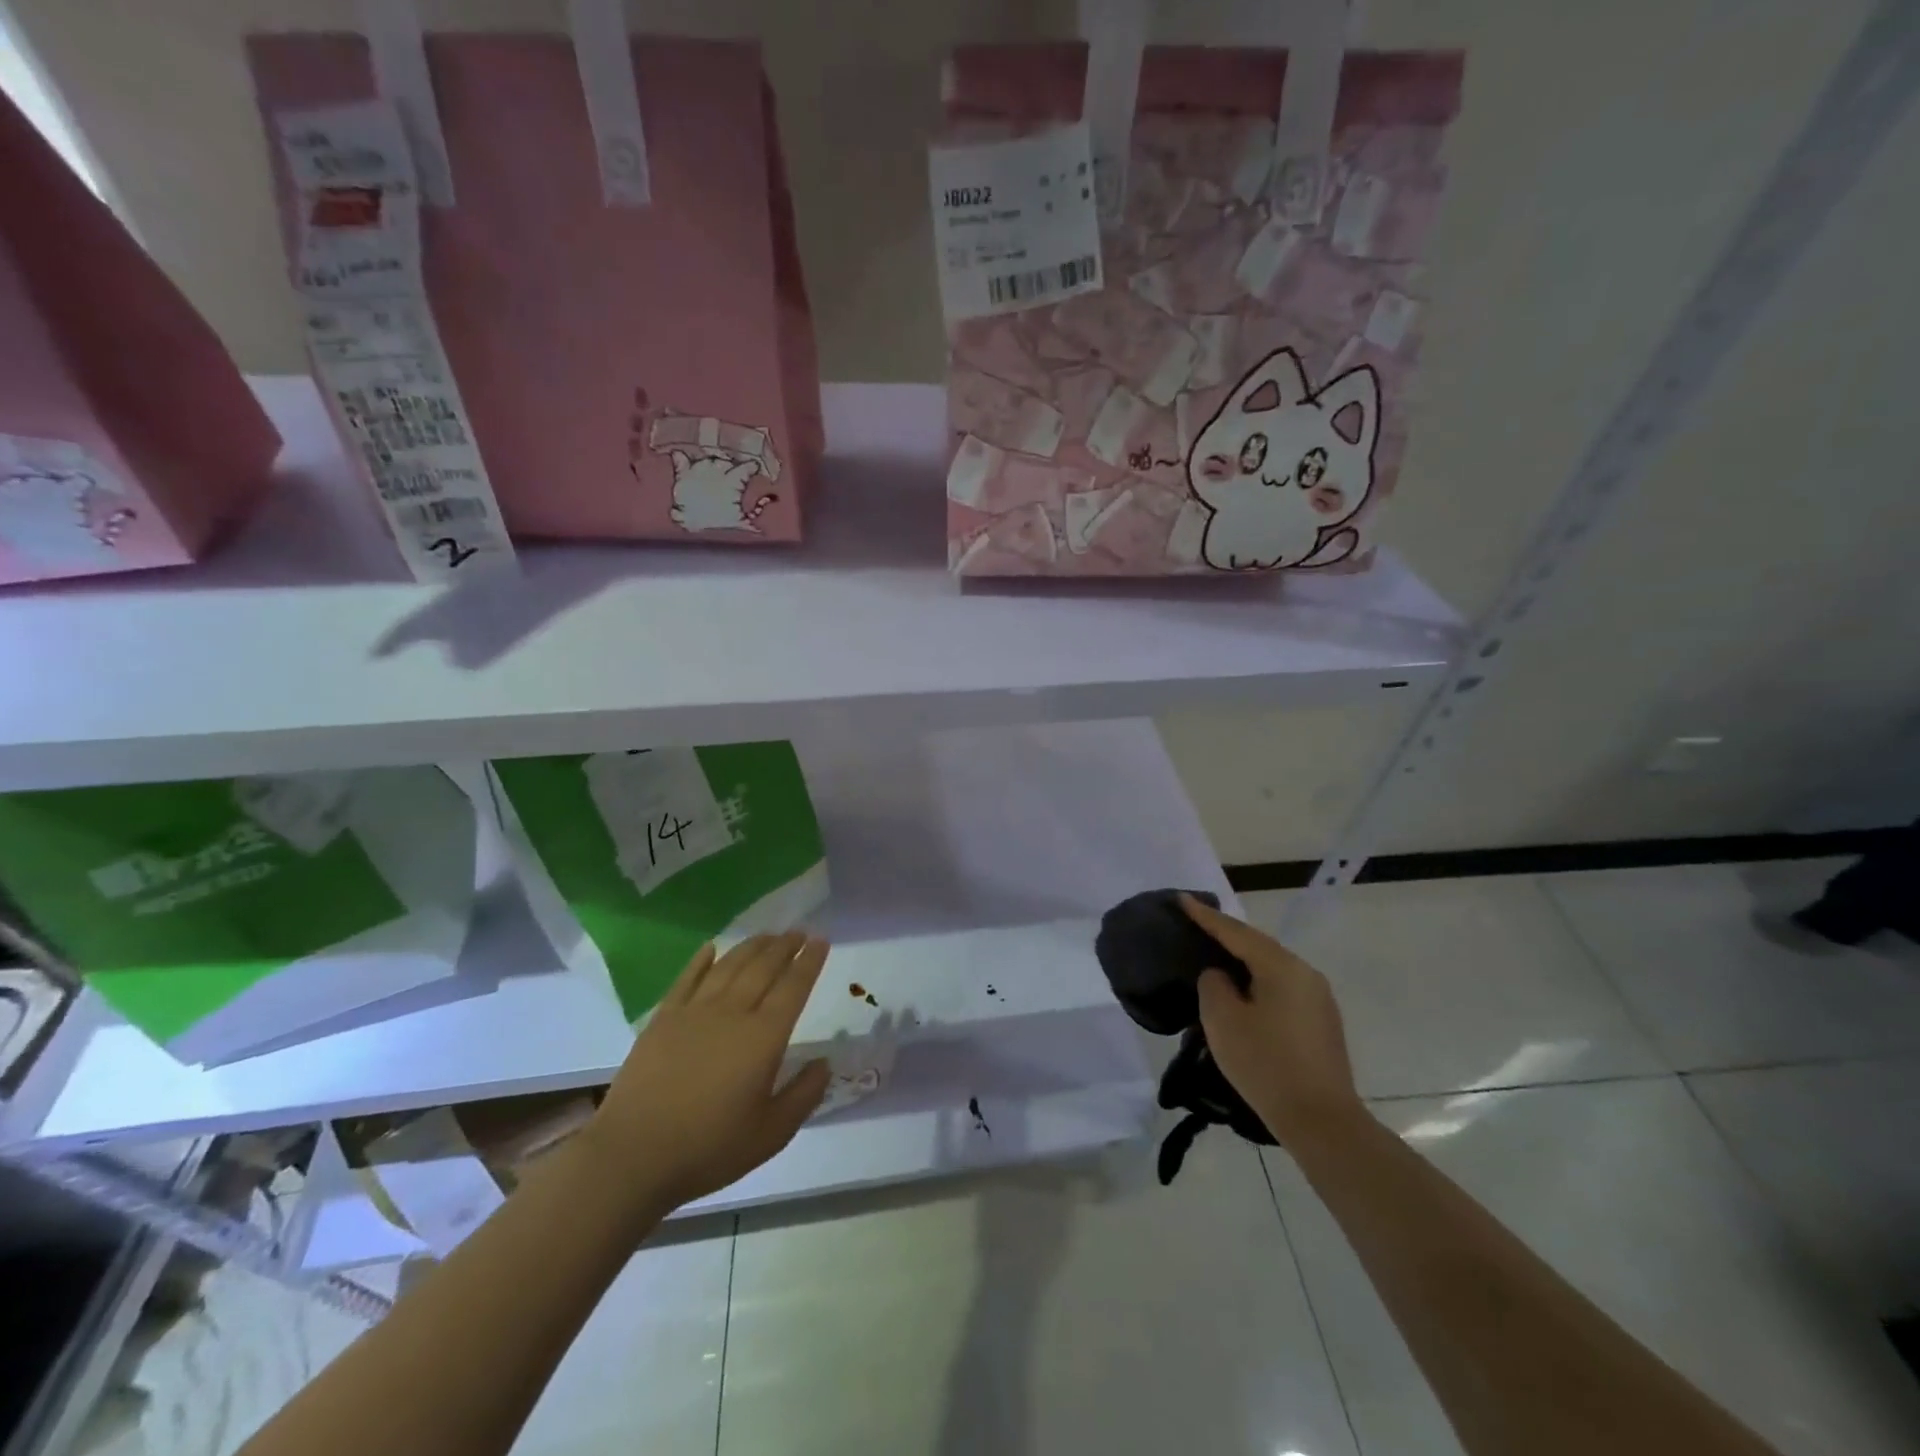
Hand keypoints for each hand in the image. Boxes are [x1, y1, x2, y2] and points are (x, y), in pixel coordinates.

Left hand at [584, 933, 831, 1221]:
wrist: (633, 1155)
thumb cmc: (708, 1148)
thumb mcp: (771, 1134)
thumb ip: (804, 1095)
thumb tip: (825, 1064)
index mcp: (763, 1037)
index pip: (794, 987)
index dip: (809, 962)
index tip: (821, 941)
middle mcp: (733, 1013)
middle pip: (763, 968)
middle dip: (784, 946)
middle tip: (799, 931)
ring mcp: (694, 1012)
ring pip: (730, 966)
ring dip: (752, 946)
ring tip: (767, 935)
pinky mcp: (663, 1019)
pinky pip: (687, 979)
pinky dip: (702, 960)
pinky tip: (711, 948)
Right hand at [1180, 895, 1364, 1145]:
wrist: (1322, 1122)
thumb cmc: (1266, 1065)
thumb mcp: (1223, 1020)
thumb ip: (1213, 984)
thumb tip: (1221, 976)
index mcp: (1281, 966)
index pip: (1235, 931)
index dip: (1205, 916)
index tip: (1181, 899)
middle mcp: (1305, 973)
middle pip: (1257, 945)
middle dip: (1225, 935)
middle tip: (1194, 925)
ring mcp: (1318, 997)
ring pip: (1271, 967)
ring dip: (1242, 960)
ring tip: (1213, 956)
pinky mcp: (1321, 1021)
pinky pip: (1281, 987)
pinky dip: (1257, 982)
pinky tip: (1241, 992)